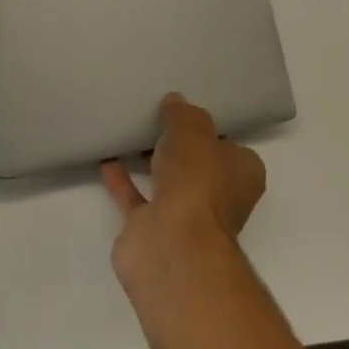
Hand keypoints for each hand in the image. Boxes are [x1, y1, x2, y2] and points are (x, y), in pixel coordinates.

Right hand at [103, 94, 266, 279]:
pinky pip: (137, 199)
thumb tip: (175, 102)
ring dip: (151, 162)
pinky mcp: (153, 233)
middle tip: (157, 117)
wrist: (171, 245)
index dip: (210, 130)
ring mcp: (185, 219)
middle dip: (179, 147)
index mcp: (241, 174)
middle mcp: (218, 199)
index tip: (188, 113)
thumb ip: (183, 114)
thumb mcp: (193, 130)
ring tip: (130, 131)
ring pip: (168, 182)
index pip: (229, 146)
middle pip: (198, 165)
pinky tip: (107, 157)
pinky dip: (123, 181)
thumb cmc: (197, 180)